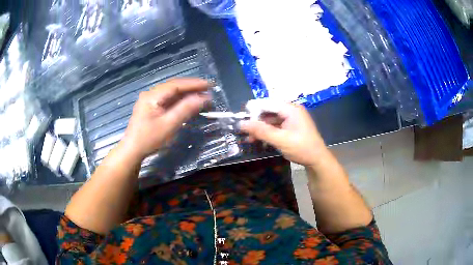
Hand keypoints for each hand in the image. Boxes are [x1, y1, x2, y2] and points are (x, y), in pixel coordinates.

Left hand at [119, 78, 209, 160]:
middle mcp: (151, 94)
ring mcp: (150, 100)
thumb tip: (203, 98)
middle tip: (208, 89)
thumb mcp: (169, 125)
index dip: (194, 83)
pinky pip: (167, 99)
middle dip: (191, 87)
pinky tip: (188, 102)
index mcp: (152, 96)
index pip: (176, 84)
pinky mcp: (151, 107)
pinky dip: (179, 99)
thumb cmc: (149, 139)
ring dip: (186, 93)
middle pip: (174, 86)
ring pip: (171, 92)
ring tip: (201, 94)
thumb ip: (185, 109)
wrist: (132, 150)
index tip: (209, 85)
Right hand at [240, 103, 327, 165]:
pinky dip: (268, 131)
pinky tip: (260, 139)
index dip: (253, 110)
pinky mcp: (291, 126)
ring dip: (261, 127)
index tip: (241, 119)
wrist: (317, 160)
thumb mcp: (281, 140)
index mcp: (291, 109)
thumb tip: (241, 124)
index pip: (267, 103)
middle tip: (244, 131)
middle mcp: (291, 110)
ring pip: (271, 118)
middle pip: (269, 110)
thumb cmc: (302, 148)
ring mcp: (292, 118)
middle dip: (256, 120)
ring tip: (249, 138)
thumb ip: (261, 131)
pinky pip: (276, 125)